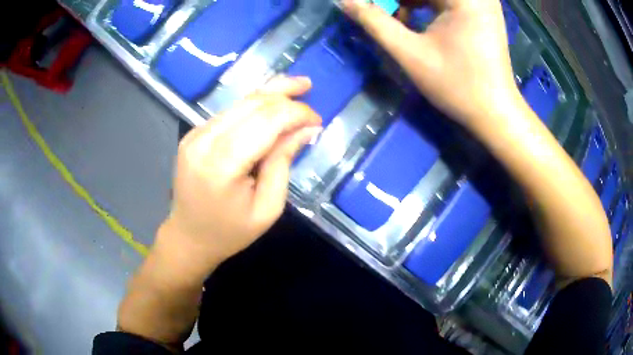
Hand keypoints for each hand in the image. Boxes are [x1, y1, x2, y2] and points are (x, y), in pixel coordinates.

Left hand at [159, 76, 321, 276]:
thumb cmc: (230, 232)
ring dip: (270, 94)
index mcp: (222, 165)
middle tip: (308, 88)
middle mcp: (204, 141)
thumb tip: (305, 129)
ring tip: (296, 87)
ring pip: (239, 102)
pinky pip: (229, 112)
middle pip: (251, 104)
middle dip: (284, 93)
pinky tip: (271, 106)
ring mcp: (195, 135)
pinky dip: (253, 106)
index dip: (296, 113)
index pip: (266, 121)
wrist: (189, 237)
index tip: (317, 120)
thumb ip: (283, 163)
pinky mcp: (193, 134)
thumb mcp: (268, 208)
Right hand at [343, 0, 519, 128]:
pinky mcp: (480, 8)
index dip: (386, 0)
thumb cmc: (457, 86)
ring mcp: (480, 0)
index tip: (368, 6)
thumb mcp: (411, 53)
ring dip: (408, 1)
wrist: (495, 112)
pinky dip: (423, 3)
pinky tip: (410, 18)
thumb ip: (375, 22)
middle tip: (378, 11)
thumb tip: (345, 1)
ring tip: (394, 18)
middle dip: (398, 1)